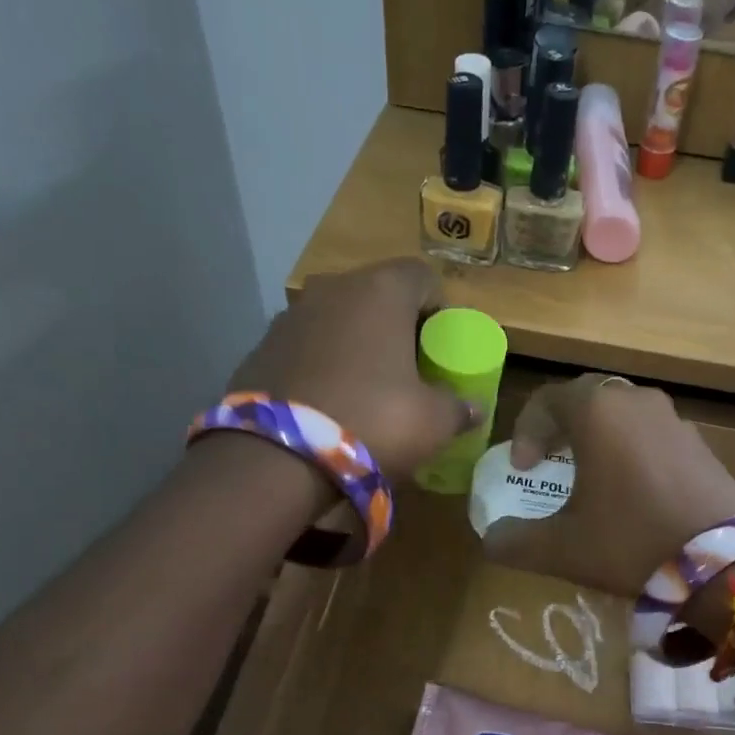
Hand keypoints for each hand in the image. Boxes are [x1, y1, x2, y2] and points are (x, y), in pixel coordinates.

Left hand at [225, 260, 477, 480]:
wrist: (277, 457)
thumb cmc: (373, 421)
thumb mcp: (433, 422)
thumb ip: (459, 409)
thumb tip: (474, 408)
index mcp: (381, 291)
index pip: (423, 277)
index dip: (439, 309)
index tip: (442, 346)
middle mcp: (333, 289)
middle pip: (377, 295)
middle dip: (396, 326)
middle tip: (409, 368)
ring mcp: (291, 316)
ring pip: (338, 320)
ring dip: (356, 344)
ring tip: (366, 388)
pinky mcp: (260, 347)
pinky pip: (306, 347)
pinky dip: (322, 364)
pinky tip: (328, 403)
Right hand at [481, 374, 734, 596]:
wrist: (721, 564)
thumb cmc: (630, 542)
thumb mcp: (562, 548)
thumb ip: (515, 541)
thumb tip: (492, 539)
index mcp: (598, 412)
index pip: (548, 398)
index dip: (526, 429)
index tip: (523, 468)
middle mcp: (636, 401)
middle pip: (588, 399)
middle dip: (561, 427)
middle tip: (550, 461)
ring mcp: (674, 419)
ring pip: (623, 414)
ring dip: (599, 437)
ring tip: (591, 476)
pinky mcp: (700, 442)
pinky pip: (653, 433)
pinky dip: (633, 449)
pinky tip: (634, 490)